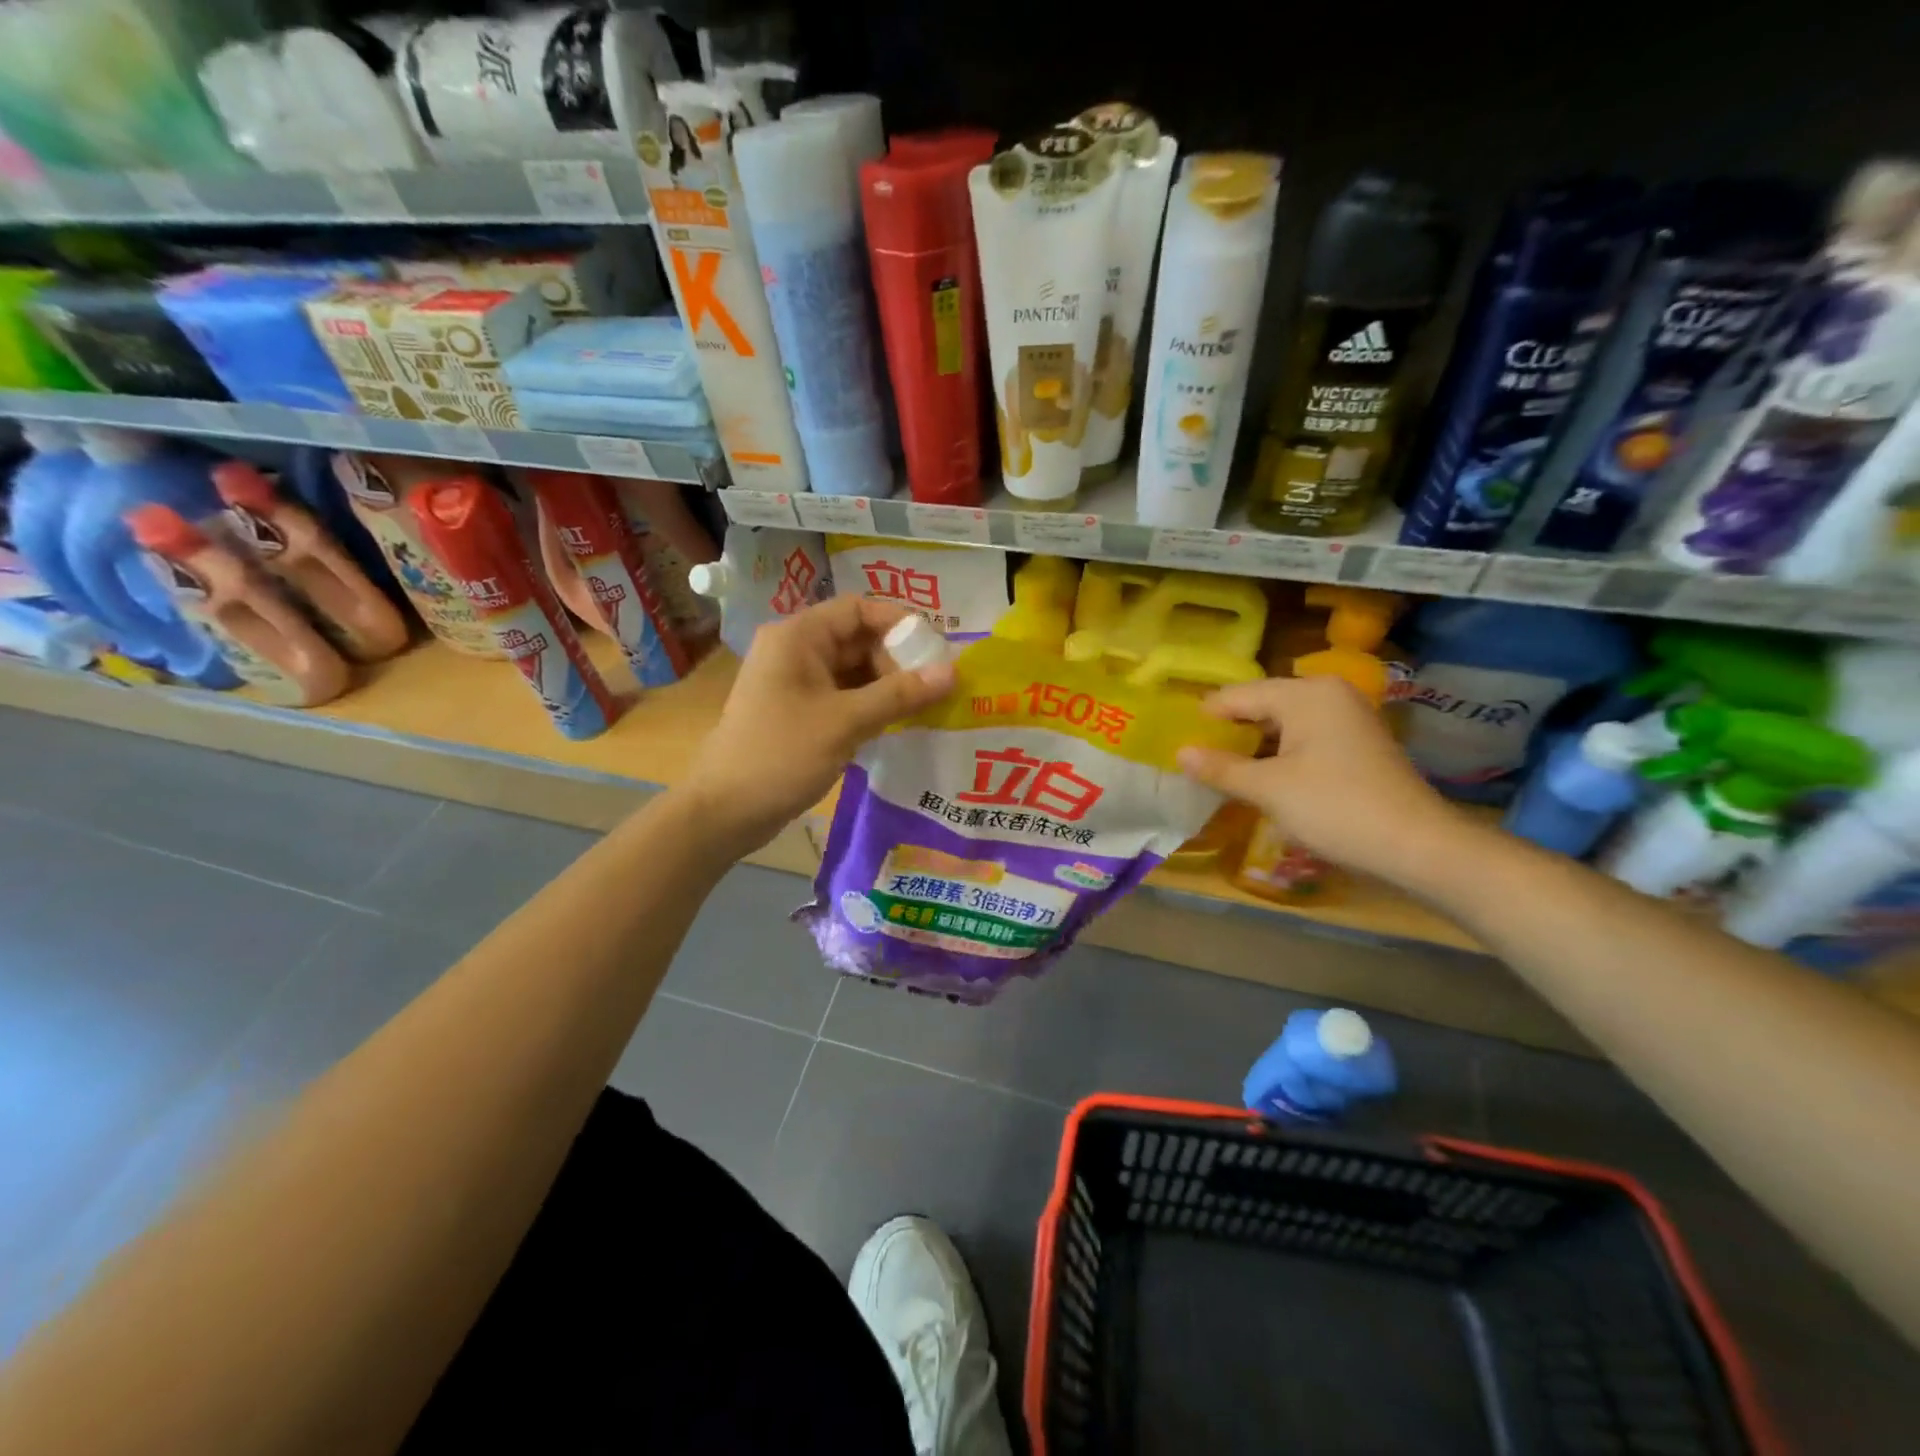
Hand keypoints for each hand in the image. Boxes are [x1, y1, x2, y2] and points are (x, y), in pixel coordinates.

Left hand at [680, 596, 955, 856]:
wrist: (725, 810)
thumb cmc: (782, 754)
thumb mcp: (846, 721)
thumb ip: (900, 694)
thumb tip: (953, 672)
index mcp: (798, 636)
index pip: (858, 609)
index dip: (900, 623)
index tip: (937, 650)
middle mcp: (796, 650)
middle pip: (858, 639)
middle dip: (898, 659)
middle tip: (936, 687)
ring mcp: (796, 682)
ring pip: (853, 670)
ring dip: (888, 685)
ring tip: (928, 705)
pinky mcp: (799, 712)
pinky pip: (843, 696)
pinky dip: (871, 705)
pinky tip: (899, 723)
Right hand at [1177, 676, 1457, 880]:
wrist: (1418, 846)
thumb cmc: (1336, 808)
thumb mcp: (1268, 789)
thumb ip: (1220, 768)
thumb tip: (1180, 752)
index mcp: (1305, 693)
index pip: (1237, 695)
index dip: (1203, 718)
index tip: (1171, 739)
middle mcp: (1327, 694)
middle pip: (1260, 706)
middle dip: (1227, 732)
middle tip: (1191, 757)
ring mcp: (1345, 718)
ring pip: (1281, 724)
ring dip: (1251, 746)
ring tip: (1216, 770)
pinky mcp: (1355, 744)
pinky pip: (1302, 739)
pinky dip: (1277, 755)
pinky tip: (1256, 778)